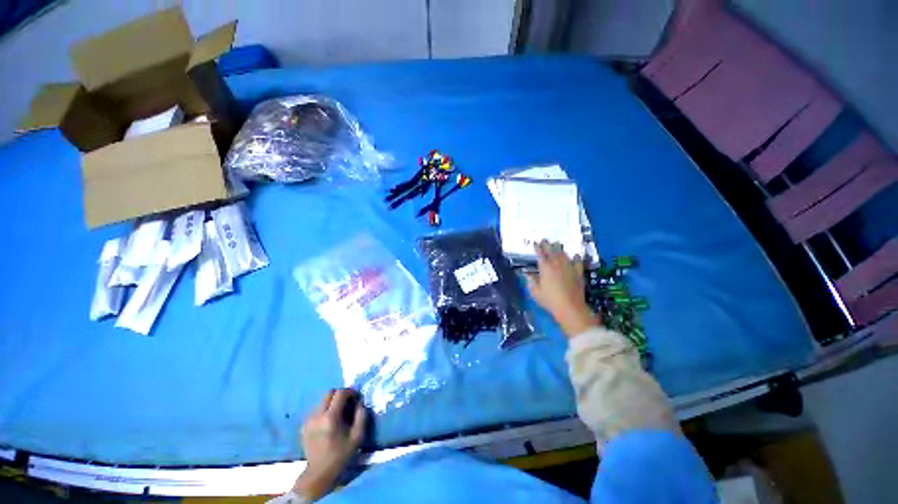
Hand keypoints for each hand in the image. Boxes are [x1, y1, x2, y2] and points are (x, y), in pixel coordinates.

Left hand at [294, 389, 366, 500]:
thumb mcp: (357, 437)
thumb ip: (361, 416)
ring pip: (322, 401)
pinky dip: (325, 410)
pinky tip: (329, 423)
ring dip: (332, 402)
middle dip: (340, 394)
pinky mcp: (304, 425)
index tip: (356, 398)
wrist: (318, 473)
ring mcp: (309, 420)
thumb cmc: (340, 455)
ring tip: (339, 414)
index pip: (340, 393)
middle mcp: (317, 416)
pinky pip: (317, 410)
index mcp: (330, 417)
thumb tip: (360, 402)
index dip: (350, 392)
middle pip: (329, 393)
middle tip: (348, 402)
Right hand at [526, 240, 599, 337]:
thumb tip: (527, 273)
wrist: (570, 307)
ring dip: (559, 249)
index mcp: (545, 267)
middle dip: (547, 244)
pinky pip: (577, 262)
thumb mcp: (535, 292)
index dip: (537, 247)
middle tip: (545, 240)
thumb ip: (531, 281)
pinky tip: (574, 255)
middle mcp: (557, 264)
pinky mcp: (578, 273)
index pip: (540, 254)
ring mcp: (569, 267)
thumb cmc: (549, 300)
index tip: (535, 242)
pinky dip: (575, 257)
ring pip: (564, 254)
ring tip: (557, 245)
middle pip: (552, 250)